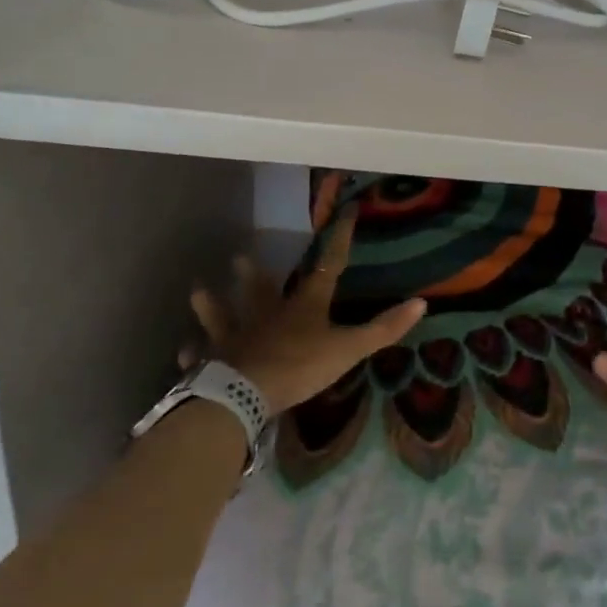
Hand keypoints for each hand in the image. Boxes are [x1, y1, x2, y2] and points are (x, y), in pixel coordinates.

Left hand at [186, 178, 425, 412]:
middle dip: (254, 272)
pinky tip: (184, 351)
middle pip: (261, 288)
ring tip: (199, 289)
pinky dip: (194, 353)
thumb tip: (421, 303)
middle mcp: (266, 314)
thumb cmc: (299, 367)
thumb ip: (382, 329)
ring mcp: (234, 336)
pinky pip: (200, 356)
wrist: (243, 394)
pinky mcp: (213, 361)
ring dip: (211, 304)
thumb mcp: (348, 349)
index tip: (345, 211)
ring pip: (222, 314)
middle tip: (241, 254)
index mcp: (303, 307)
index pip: (328, 266)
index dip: (339, 239)